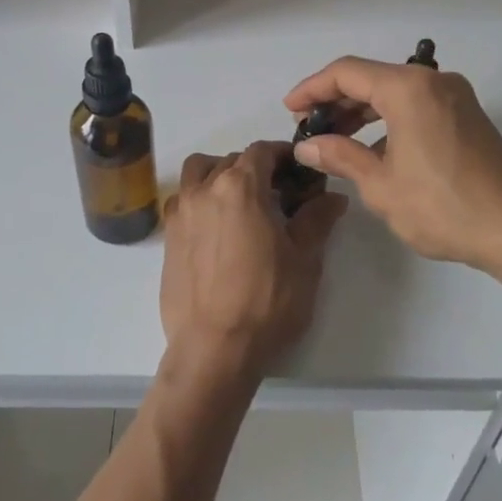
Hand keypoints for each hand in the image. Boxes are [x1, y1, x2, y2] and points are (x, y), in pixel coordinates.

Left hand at [158, 144, 347, 382]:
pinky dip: (201, 199)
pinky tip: (218, 228)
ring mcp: (181, 212)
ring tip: (242, 203)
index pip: (262, 151)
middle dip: (257, 169)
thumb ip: (317, 219)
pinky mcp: (168, 237)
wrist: (214, 349)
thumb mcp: (304, 260)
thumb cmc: (266, 302)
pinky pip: (184, 200)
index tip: (300, 171)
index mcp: (240, 186)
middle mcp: (204, 189)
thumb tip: (333, 197)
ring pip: (199, 173)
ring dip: (220, 175)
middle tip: (280, 194)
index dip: (284, 155)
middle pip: (232, 160)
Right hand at [283, 56, 501, 278]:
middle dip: (336, 101)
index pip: (346, 73)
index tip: (289, 109)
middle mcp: (434, 81)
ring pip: (394, 92)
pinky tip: (373, 150)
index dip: (312, 88)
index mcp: (409, 89)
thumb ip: (339, 156)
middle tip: (309, 129)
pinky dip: (388, 121)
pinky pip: (416, 106)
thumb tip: (307, 146)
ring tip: (334, 140)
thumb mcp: (380, 184)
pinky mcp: (467, 117)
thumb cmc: (442, 207)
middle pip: (371, 78)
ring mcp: (455, 98)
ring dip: (361, 112)